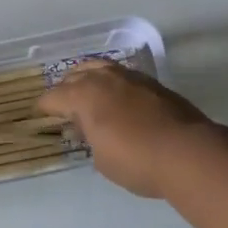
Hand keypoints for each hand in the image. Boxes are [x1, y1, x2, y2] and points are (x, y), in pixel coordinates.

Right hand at [37, 60, 211, 197]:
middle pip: (75, 75)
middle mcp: (103, 78)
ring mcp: (130, 76)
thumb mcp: (102, 159)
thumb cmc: (136, 160)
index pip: (54, 97)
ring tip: (87, 90)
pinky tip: (117, 96)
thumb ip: (91, 138)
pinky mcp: (152, 82)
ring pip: (100, 67)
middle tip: (62, 103)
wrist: (187, 152)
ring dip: (89, 77)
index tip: (39, 113)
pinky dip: (112, 82)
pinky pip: (122, 75)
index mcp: (83, 95)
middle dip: (65, 88)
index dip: (44, 106)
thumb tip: (89, 128)